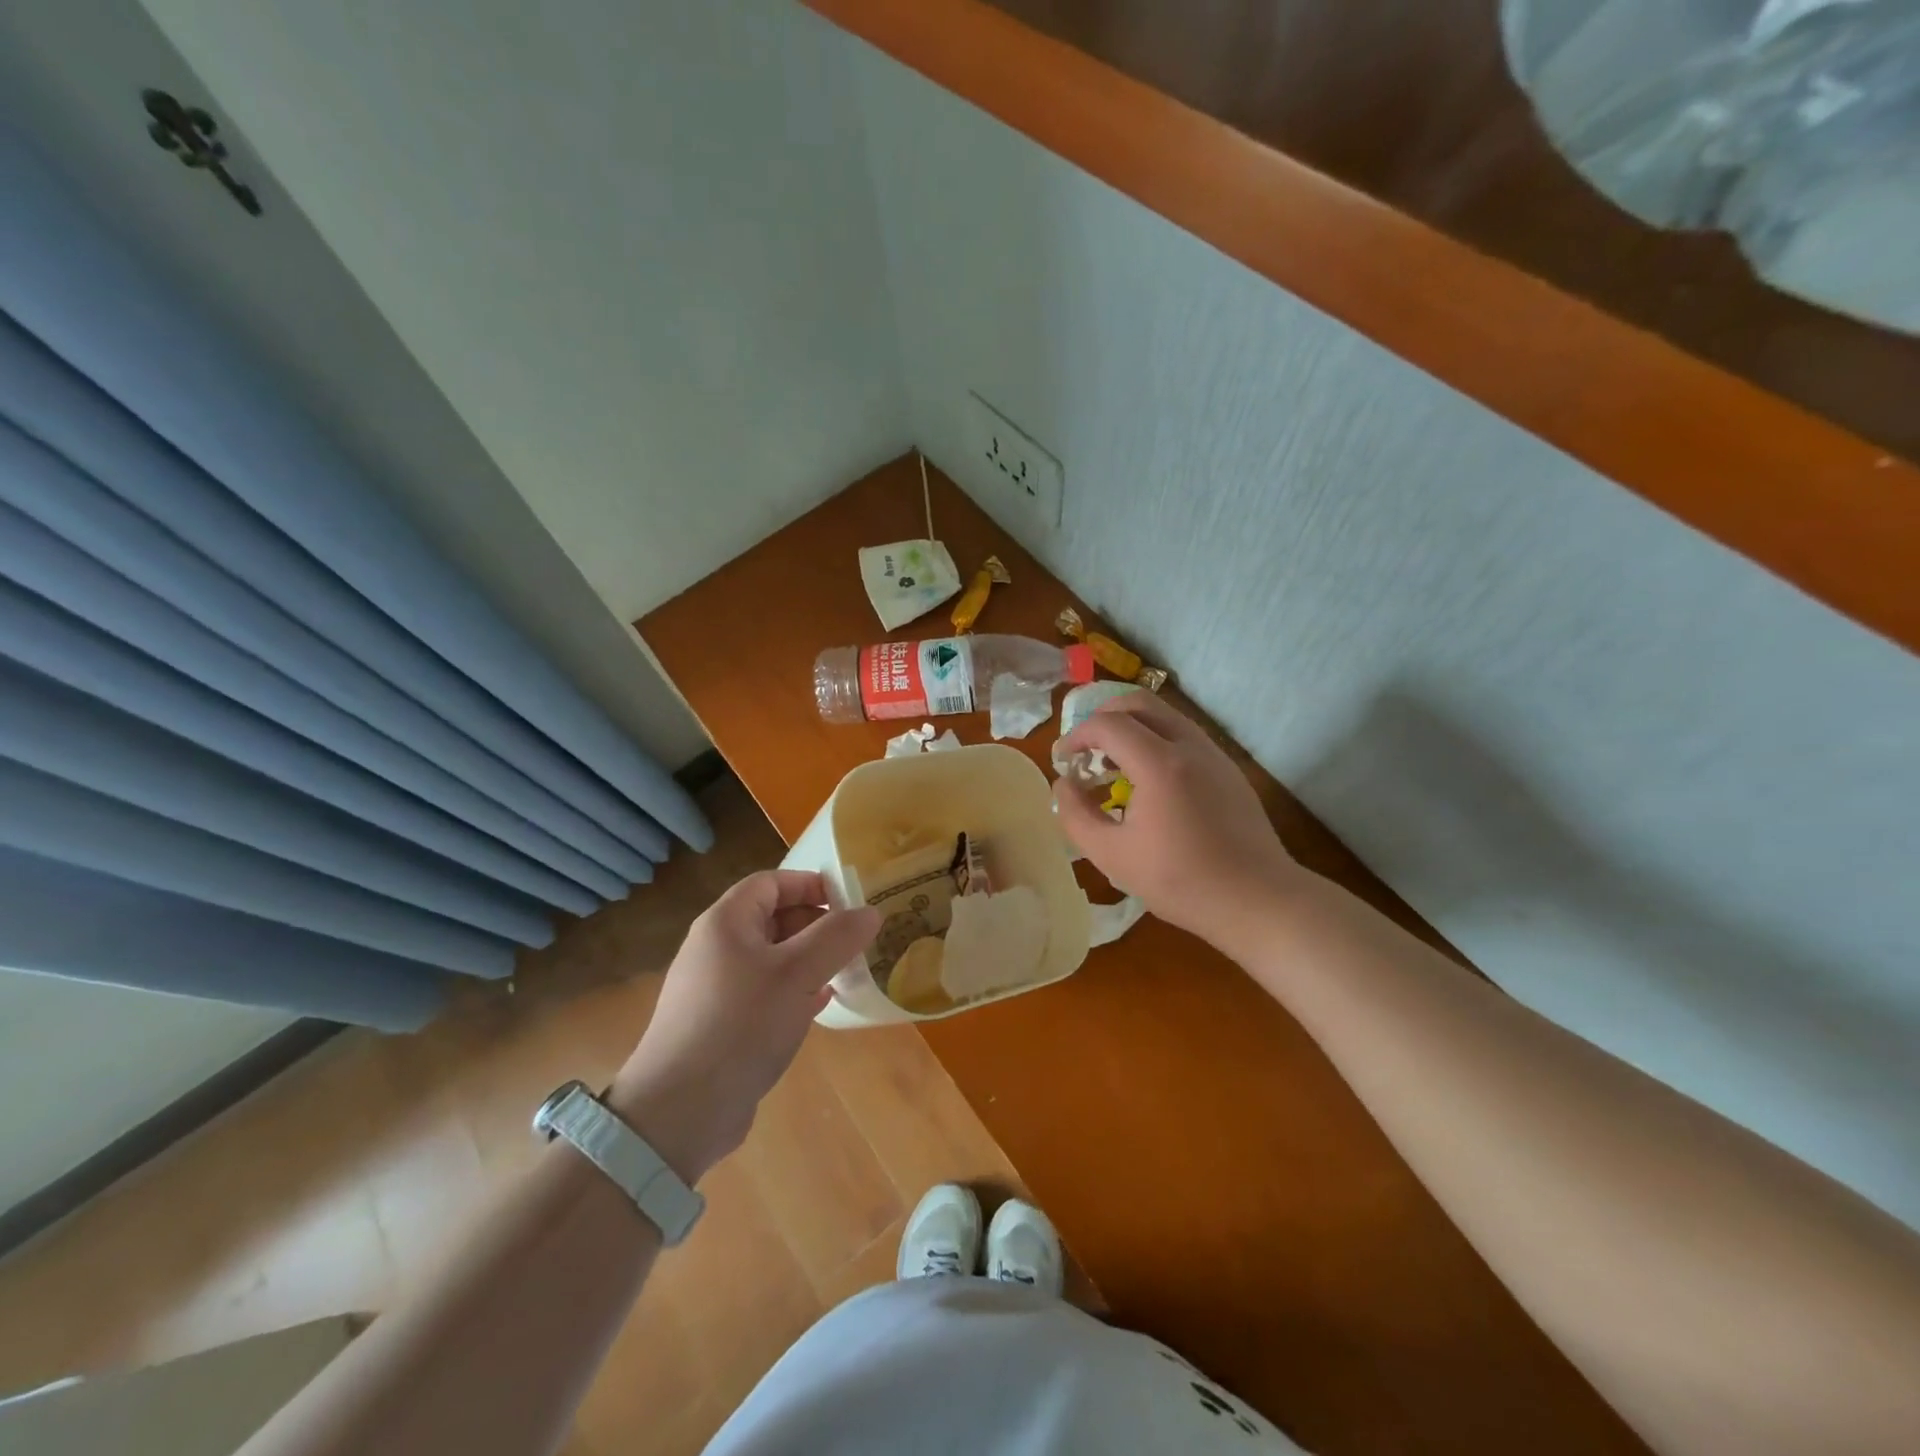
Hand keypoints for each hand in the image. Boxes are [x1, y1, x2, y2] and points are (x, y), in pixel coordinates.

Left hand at [608, 870, 878, 1182]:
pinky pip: (764, 992)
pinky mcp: (721, 1024)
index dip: (810, 884)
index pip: (771, 882)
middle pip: (772, 918)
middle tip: (854, 940)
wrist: (680, 1111)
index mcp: (726, 923)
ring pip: (771, 958)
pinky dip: (794, 990)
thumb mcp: (797, 974)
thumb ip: (837, 937)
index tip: (849, 902)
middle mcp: (716, 948)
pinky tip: (820, 1004)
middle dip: (815, 924)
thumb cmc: (740, 1025)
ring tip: (845, 971)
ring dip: (809, 959)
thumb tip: (870, 911)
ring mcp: (715, 988)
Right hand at [1053, 693, 1302, 953]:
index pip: (1107, 724)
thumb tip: (1063, 783)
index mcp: (1159, 764)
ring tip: (1115, 766)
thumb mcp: (1112, 856)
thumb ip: (1076, 815)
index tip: (1064, 761)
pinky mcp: (1228, 768)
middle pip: (1138, 702)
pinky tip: (1149, 783)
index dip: (1077, 736)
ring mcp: (1214, 754)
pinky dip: (1156, 741)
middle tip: (1087, 751)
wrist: (1257, 899)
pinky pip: (1184, 735)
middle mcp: (1189, 746)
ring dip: (1131, 728)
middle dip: (1103, 717)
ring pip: (1164, 715)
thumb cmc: (1180, 881)